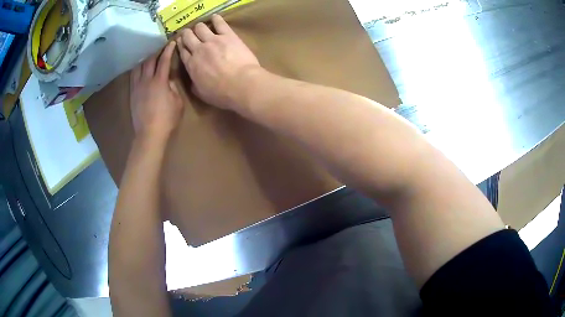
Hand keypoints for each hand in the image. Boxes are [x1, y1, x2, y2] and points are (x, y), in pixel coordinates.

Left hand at [130, 41, 183, 139]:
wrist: (149, 134)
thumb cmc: (167, 119)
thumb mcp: (178, 102)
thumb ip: (173, 87)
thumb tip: (169, 80)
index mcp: (160, 81)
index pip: (164, 60)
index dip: (168, 50)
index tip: (171, 42)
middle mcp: (147, 80)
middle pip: (150, 60)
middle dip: (156, 52)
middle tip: (160, 48)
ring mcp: (137, 86)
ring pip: (139, 67)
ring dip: (145, 59)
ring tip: (148, 57)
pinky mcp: (132, 94)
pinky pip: (133, 76)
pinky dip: (137, 69)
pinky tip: (139, 68)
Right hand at [176, 14, 260, 112]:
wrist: (241, 84)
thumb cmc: (221, 93)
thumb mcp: (201, 93)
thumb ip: (194, 84)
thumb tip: (192, 80)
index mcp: (191, 65)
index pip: (182, 51)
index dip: (181, 46)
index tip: (181, 43)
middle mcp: (198, 49)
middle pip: (187, 36)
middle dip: (186, 34)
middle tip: (188, 34)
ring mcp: (212, 40)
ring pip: (200, 27)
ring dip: (199, 27)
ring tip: (201, 28)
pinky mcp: (227, 35)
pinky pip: (219, 23)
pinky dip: (216, 19)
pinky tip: (214, 17)